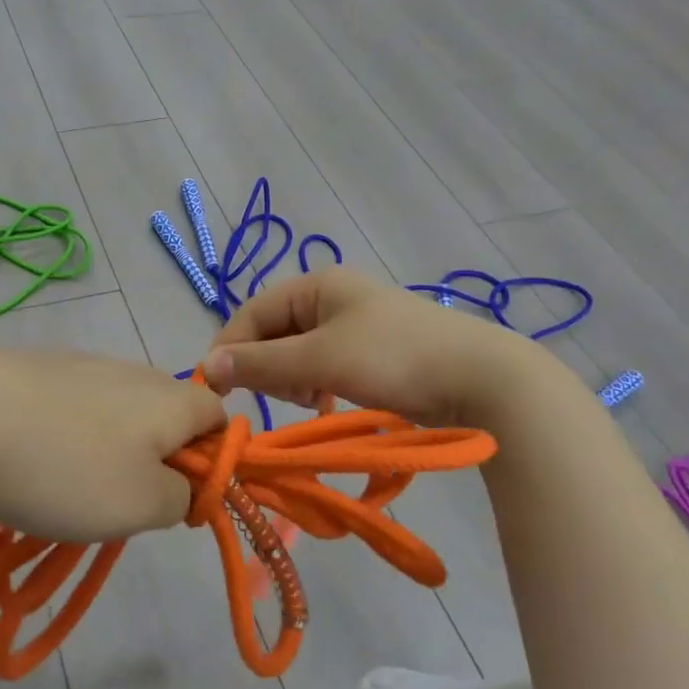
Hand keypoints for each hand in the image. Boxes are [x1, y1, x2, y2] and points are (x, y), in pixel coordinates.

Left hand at [0, 345, 224, 541]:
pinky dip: (66, 435)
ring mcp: (79, 364)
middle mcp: (130, 370)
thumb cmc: (66, 467)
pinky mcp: (36, 369)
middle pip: (165, 414)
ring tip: (70, 487)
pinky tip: (33, 460)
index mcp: (168, 397)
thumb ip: (181, 496)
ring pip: (115, 412)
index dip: (213, 459)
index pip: (218, 415)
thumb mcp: (141, 504)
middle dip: (155, 460)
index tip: (180, 499)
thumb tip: (183, 484)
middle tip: (122, 501)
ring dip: (108, 451)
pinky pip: (72, 406)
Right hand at [201, 269, 550, 427]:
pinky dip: (316, 385)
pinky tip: (328, 403)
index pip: (252, 312)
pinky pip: (322, 365)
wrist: (482, 379)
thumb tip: (206, 368)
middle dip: (269, 367)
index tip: (218, 390)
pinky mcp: (370, 351)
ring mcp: (353, 324)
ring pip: (297, 353)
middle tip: (287, 397)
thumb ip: (261, 363)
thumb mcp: (321, 360)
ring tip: (313, 401)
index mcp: (316, 285)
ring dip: (293, 380)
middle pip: (273, 332)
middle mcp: (331, 297)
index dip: (231, 349)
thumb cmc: (393, 358)